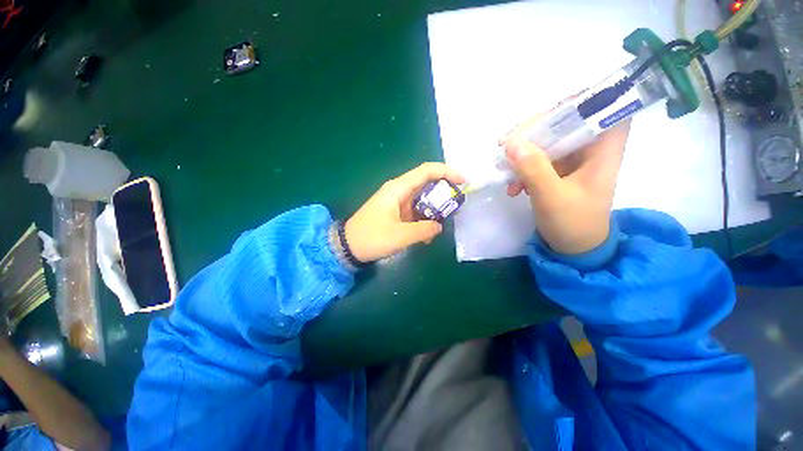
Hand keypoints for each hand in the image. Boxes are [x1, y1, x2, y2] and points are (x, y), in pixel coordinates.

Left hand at [345, 163, 464, 261]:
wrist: (348, 246)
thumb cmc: (372, 238)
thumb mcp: (401, 236)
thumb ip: (424, 230)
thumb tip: (439, 226)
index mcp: (398, 189)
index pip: (426, 171)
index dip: (446, 172)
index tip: (463, 182)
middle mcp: (398, 190)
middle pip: (426, 183)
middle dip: (443, 191)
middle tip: (457, 205)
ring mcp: (396, 201)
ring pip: (422, 198)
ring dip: (434, 208)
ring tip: (443, 222)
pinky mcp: (395, 212)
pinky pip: (415, 210)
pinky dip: (424, 218)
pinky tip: (427, 234)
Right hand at [500, 118, 629, 254]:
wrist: (573, 249)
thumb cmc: (572, 224)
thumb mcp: (552, 197)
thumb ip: (533, 169)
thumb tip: (510, 143)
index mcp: (603, 150)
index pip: (600, 108)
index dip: (576, 102)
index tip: (542, 113)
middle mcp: (590, 149)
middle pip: (565, 122)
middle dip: (533, 132)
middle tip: (505, 143)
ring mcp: (573, 160)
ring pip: (547, 141)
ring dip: (522, 153)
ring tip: (504, 169)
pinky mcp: (558, 171)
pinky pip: (538, 159)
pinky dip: (523, 169)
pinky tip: (513, 186)